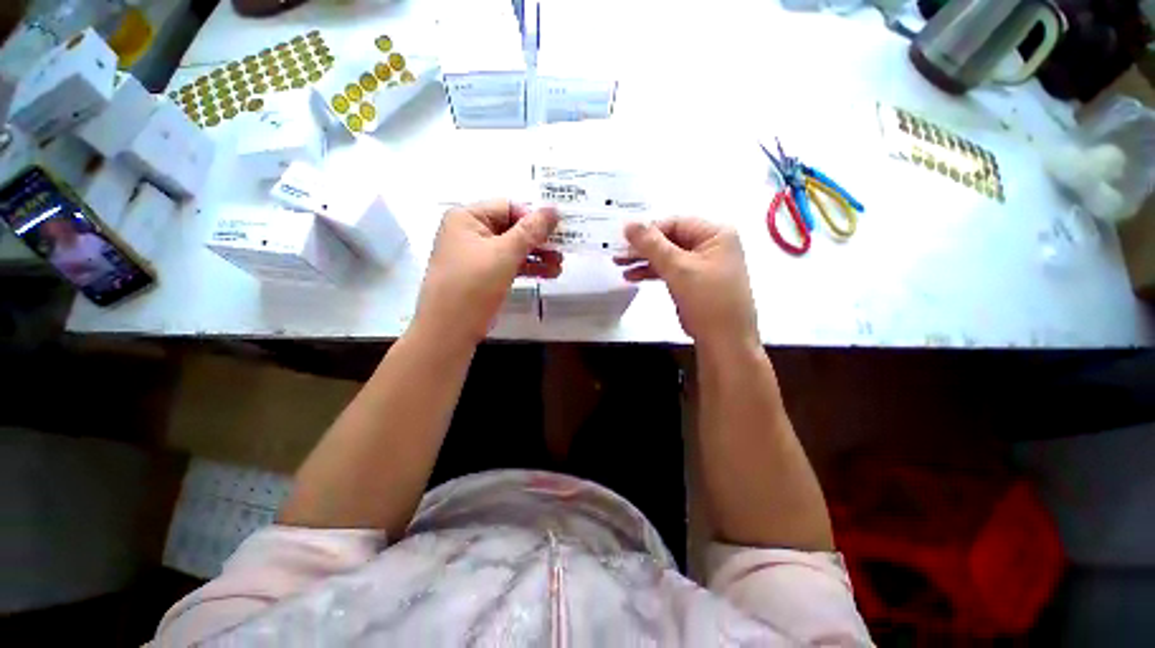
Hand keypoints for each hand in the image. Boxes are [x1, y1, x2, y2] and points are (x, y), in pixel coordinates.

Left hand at [414, 200, 560, 345]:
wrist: (450, 330)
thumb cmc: (474, 285)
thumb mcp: (504, 254)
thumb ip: (531, 230)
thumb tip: (554, 209)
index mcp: (467, 217)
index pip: (508, 207)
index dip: (533, 218)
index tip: (556, 233)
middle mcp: (470, 232)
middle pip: (512, 228)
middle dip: (539, 240)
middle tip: (563, 249)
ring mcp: (477, 255)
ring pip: (513, 248)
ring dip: (538, 255)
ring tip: (560, 266)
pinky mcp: (484, 275)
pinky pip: (509, 264)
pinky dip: (528, 268)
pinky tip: (549, 274)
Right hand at [617, 219, 758, 349]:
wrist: (724, 341)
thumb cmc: (707, 300)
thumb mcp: (678, 269)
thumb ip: (652, 244)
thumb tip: (628, 223)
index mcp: (716, 233)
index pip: (675, 223)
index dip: (648, 230)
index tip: (623, 239)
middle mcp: (711, 244)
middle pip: (670, 239)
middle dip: (643, 248)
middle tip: (618, 254)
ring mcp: (703, 263)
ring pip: (668, 255)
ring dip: (644, 260)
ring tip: (619, 265)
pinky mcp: (694, 280)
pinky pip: (670, 270)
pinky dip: (652, 272)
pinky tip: (632, 276)